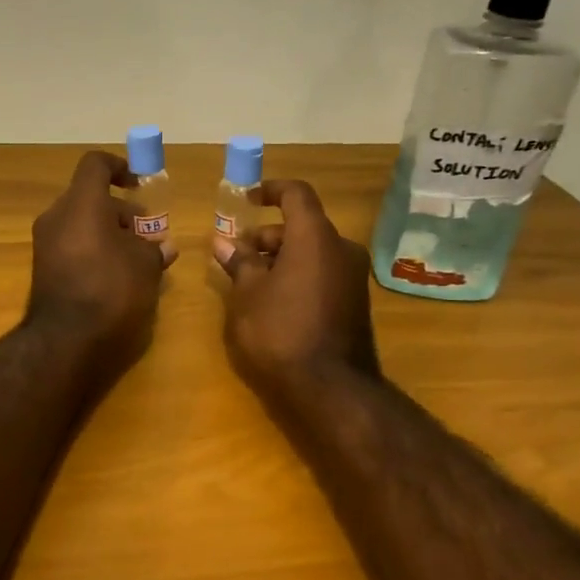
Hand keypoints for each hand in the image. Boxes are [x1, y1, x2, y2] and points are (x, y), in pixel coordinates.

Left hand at [27, 150, 175, 377]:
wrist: (65, 341)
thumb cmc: (111, 290)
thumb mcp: (145, 266)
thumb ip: (154, 249)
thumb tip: (162, 247)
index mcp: (81, 203)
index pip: (95, 165)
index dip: (119, 167)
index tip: (140, 184)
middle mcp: (57, 216)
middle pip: (90, 197)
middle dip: (121, 211)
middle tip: (148, 234)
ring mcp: (45, 243)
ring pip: (81, 223)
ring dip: (108, 232)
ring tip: (137, 258)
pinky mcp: (43, 269)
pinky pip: (72, 245)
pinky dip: (93, 249)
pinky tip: (117, 275)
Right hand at [214, 179, 379, 402]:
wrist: (330, 388)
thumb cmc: (280, 331)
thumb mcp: (247, 295)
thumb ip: (239, 263)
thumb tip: (225, 243)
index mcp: (314, 237)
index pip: (296, 194)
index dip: (270, 190)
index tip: (247, 199)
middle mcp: (341, 249)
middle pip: (302, 226)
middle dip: (268, 236)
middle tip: (238, 255)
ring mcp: (353, 277)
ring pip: (312, 251)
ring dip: (282, 257)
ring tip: (250, 281)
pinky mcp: (355, 302)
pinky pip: (323, 273)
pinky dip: (298, 274)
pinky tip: (274, 300)